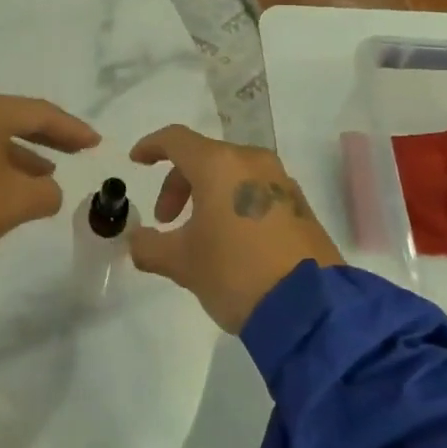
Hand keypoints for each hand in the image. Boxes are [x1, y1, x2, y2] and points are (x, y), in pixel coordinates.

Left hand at [0, 92, 99, 263]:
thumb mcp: (16, 202)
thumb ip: (46, 192)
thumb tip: (47, 188)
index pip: (39, 113)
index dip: (71, 129)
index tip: (95, 143)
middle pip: (12, 118)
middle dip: (46, 136)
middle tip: (75, 149)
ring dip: (19, 153)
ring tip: (46, 173)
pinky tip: (8, 182)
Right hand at [126, 126, 342, 332]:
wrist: (310, 308)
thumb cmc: (235, 272)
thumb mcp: (182, 263)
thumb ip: (150, 246)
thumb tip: (136, 240)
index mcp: (219, 165)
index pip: (176, 139)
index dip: (152, 146)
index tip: (137, 161)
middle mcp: (252, 161)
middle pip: (204, 157)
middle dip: (178, 184)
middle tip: (166, 220)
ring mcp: (280, 181)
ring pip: (232, 173)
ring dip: (206, 195)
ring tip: (199, 234)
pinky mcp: (300, 204)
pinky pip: (256, 190)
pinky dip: (234, 203)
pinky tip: (231, 240)